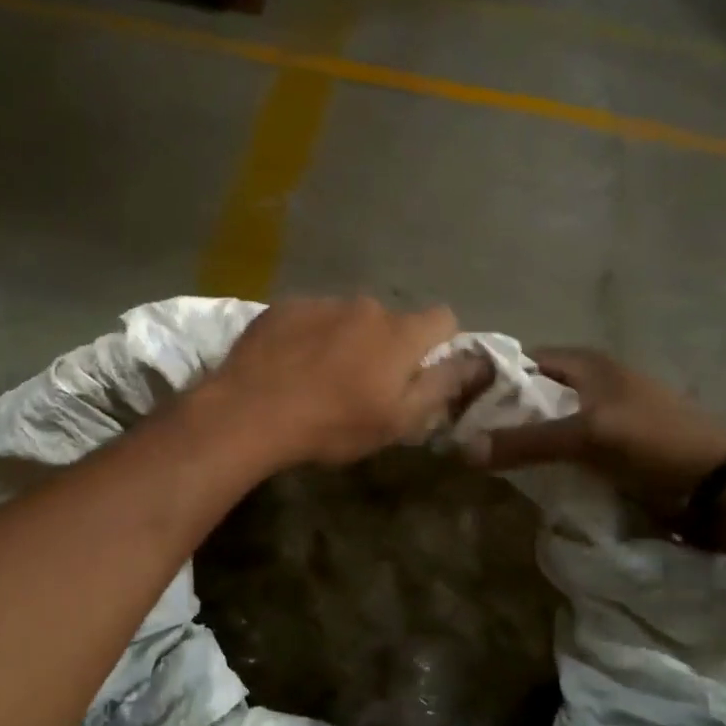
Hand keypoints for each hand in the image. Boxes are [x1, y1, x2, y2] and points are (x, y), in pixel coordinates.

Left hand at [209, 297, 492, 466]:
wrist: (250, 411)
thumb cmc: (333, 424)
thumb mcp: (398, 420)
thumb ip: (442, 386)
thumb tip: (475, 361)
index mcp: (400, 333)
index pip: (443, 318)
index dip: (439, 344)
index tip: (420, 372)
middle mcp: (366, 306)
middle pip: (392, 321)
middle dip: (387, 347)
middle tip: (363, 385)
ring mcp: (322, 302)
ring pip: (349, 318)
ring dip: (346, 340)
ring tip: (319, 377)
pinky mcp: (284, 306)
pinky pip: (311, 317)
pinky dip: (310, 336)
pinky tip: (290, 366)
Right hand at [465, 347, 725, 515]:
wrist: (718, 487)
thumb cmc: (652, 443)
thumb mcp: (586, 437)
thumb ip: (525, 442)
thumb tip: (462, 450)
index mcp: (590, 363)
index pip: (527, 359)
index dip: (495, 377)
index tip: (464, 402)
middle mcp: (597, 380)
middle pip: (538, 389)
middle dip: (508, 410)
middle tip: (473, 435)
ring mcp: (610, 412)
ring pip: (555, 418)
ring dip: (529, 434)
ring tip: (495, 456)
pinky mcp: (619, 443)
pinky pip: (572, 443)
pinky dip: (552, 453)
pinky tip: (535, 472)